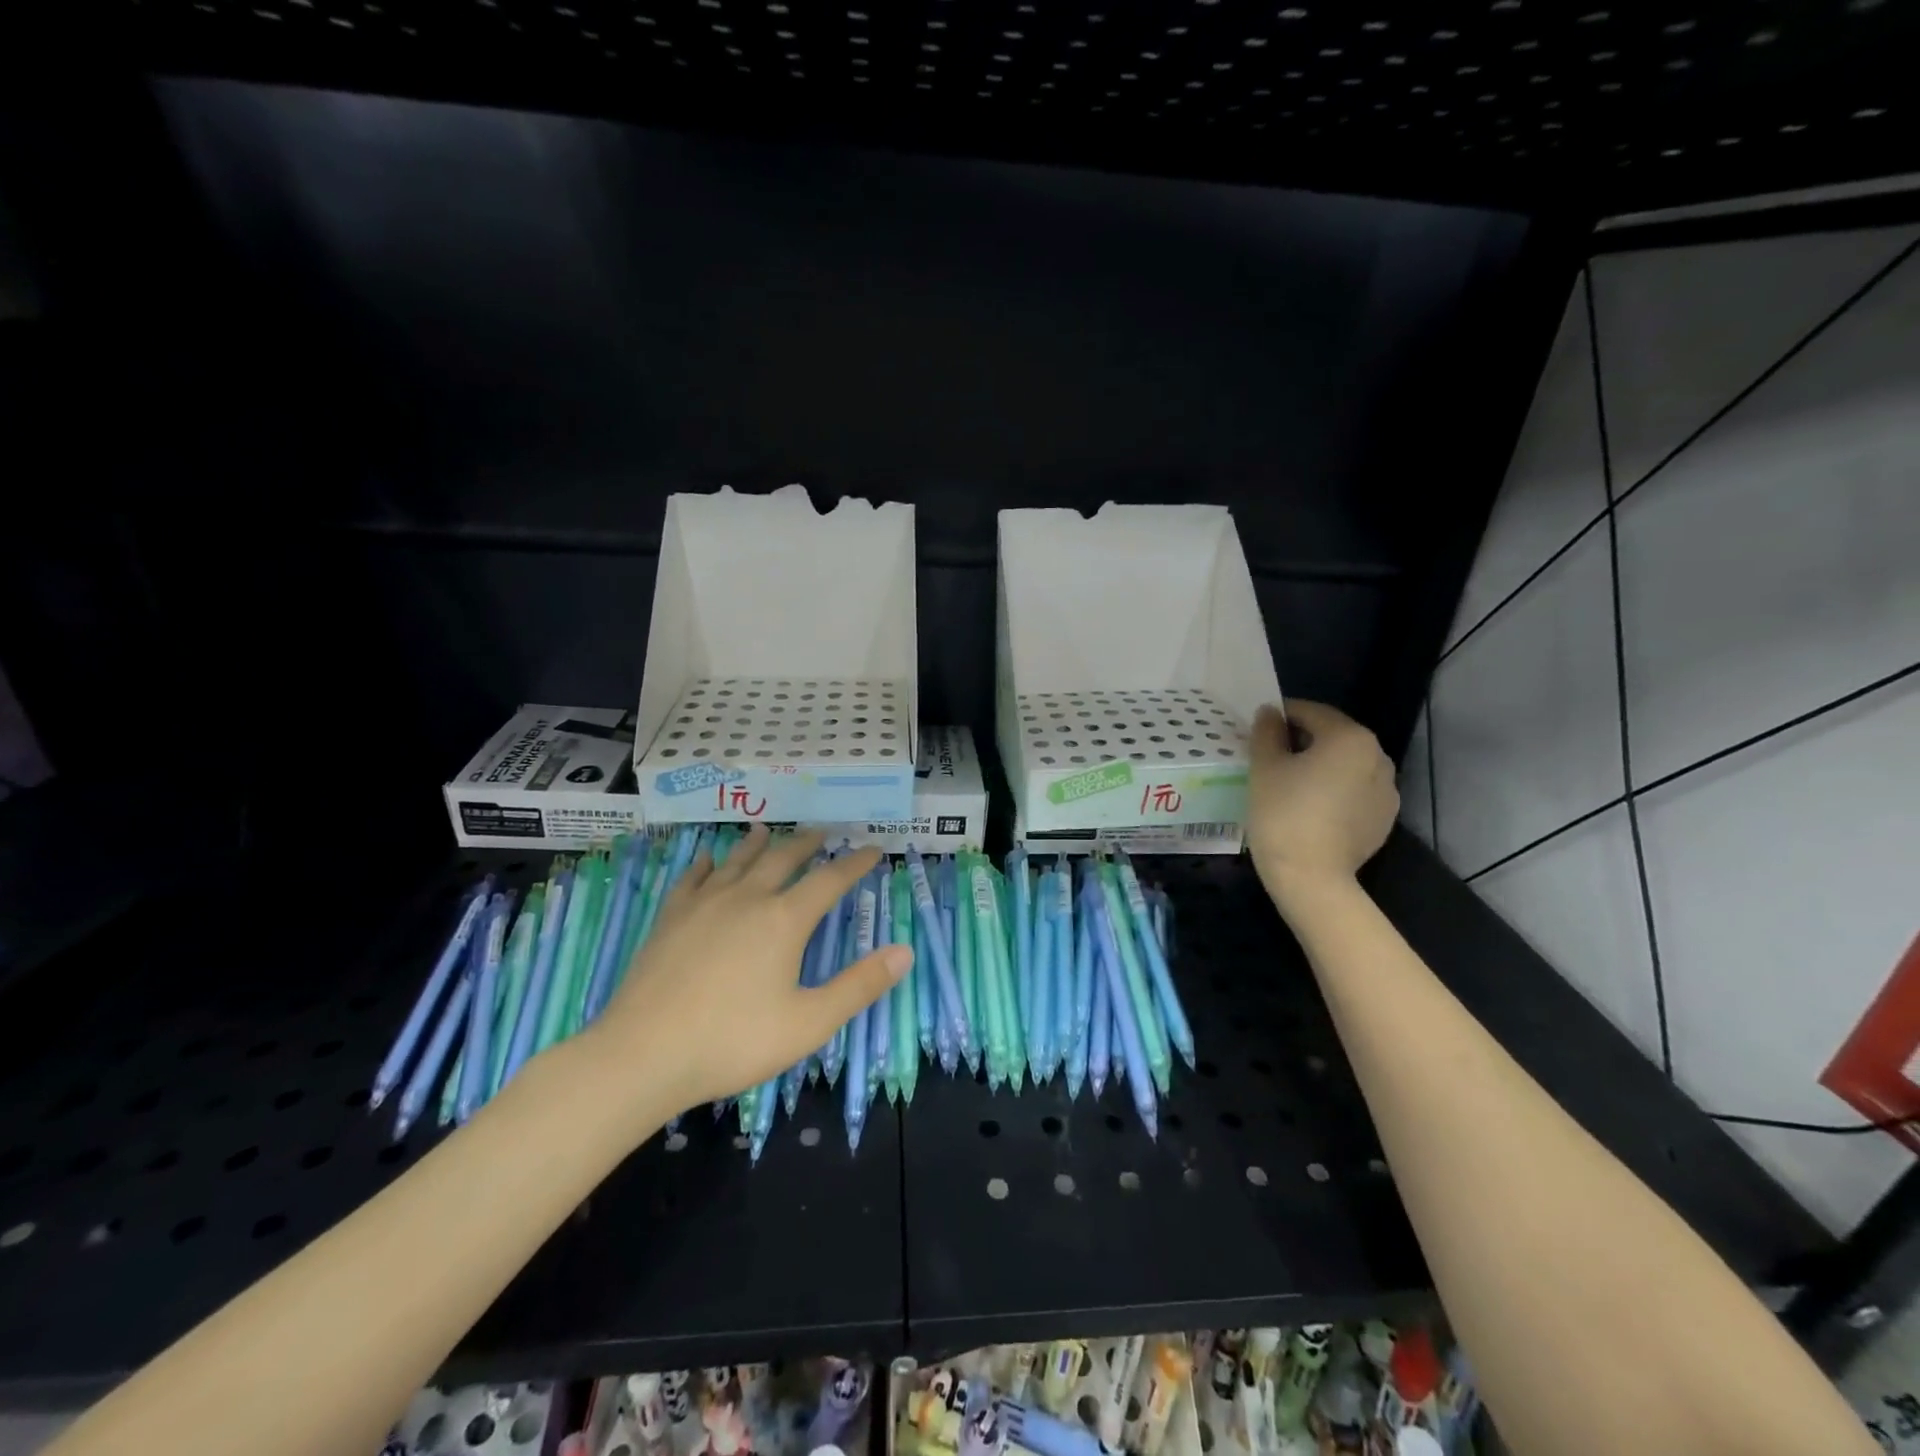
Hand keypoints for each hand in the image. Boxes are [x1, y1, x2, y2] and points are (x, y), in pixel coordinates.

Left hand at [588, 828, 909, 1117]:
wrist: (642, 1055)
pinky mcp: (670, 917)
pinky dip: (707, 863)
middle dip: (807, 843)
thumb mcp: (809, 1023)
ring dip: (758, 843)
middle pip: (783, 858)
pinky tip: (708, 858)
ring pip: (738, 860)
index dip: (855, 863)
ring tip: (769, 830)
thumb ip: (859, 986)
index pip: (829, 880)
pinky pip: (694, 877)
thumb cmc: (733, 1042)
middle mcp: (747, 898)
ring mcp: (704, 904)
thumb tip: (905, 951)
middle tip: (823, 830)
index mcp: (784, 920)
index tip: (873, 848)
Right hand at [1246, 700, 1397, 901]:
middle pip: (1334, 737)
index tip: (1260, 728)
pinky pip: (1355, 792)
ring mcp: (1387, 790)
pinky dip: (1335, 791)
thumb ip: (1268, 732)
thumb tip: (1270, 713)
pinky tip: (1311, 808)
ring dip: (1321, 766)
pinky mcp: (1384, 819)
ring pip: (1346, 766)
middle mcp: (1378, 757)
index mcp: (1350, 738)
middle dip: (1303, 741)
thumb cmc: (1283, 813)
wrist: (1311, 877)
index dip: (1282, 715)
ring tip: (1292, 784)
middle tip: (1271, 756)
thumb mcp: (1265, 767)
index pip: (1312, 712)